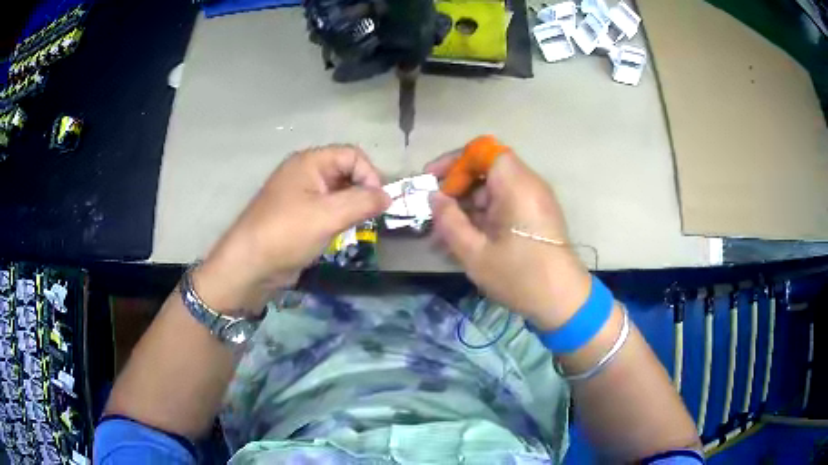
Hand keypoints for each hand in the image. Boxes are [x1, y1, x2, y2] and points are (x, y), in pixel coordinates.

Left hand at [194, 145, 390, 314]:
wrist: (250, 265)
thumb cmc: (287, 233)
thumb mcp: (328, 215)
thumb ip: (363, 202)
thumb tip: (388, 197)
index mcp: (310, 162)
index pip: (352, 155)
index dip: (369, 175)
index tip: (377, 203)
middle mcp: (305, 172)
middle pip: (346, 172)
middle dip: (362, 192)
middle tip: (369, 217)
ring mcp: (301, 194)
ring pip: (338, 192)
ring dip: (352, 207)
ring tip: (356, 226)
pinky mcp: (299, 215)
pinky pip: (327, 208)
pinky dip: (339, 218)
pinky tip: (341, 233)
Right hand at [426, 149, 591, 329]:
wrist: (563, 301)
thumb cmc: (520, 276)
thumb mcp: (475, 253)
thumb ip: (449, 221)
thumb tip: (433, 198)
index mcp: (516, 185)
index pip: (482, 150)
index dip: (453, 160)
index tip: (431, 180)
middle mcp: (527, 184)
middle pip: (486, 169)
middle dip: (455, 188)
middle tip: (433, 213)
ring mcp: (533, 200)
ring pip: (492, 190)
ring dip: (466, 207)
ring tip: (440, 235)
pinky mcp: (534, 216)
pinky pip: (504, 205)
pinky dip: (482, 216)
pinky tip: (462, 240)